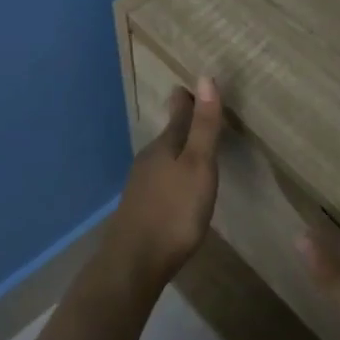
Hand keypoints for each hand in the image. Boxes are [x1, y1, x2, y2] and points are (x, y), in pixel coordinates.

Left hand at [109, 78, 222, 282]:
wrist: (134, 262)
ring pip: (163, 157)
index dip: (188, 100)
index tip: (188, 85)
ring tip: (191, 145)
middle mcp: (149, 160)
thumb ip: (203, 126)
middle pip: (169, 135)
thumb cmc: (174, 211)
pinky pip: (160, 178)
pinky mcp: (140, 207)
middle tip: (195, 109)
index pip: (179, 114)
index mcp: (165, 146)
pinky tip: (177, 184)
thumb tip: (205, 77)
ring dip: (177, 148)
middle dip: (182, 122)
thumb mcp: (198, 166)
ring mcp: (141, 185)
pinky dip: (171, 171)